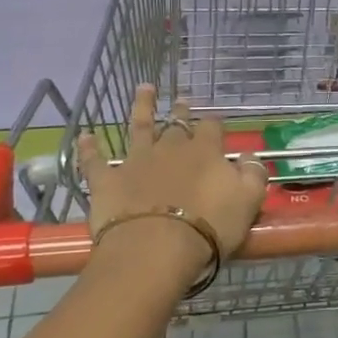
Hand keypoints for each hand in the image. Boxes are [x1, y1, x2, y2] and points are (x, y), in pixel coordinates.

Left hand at [78, 85, 267, 281]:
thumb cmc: (209, 227)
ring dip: (142, 107)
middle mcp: (170, 148)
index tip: (216, 123)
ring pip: (139, 127)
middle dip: (182, 112)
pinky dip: (89, 148)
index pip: (212, 127)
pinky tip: (85, 136)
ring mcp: (136, 161)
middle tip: (182, 101)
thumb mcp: (248, 201)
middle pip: (177, 124)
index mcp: (205, 152)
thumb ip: (253, 175)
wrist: (156, 248)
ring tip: (144, 89)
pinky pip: (95, 160)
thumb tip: (249, 157)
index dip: (214, 124)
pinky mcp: (108, 180)